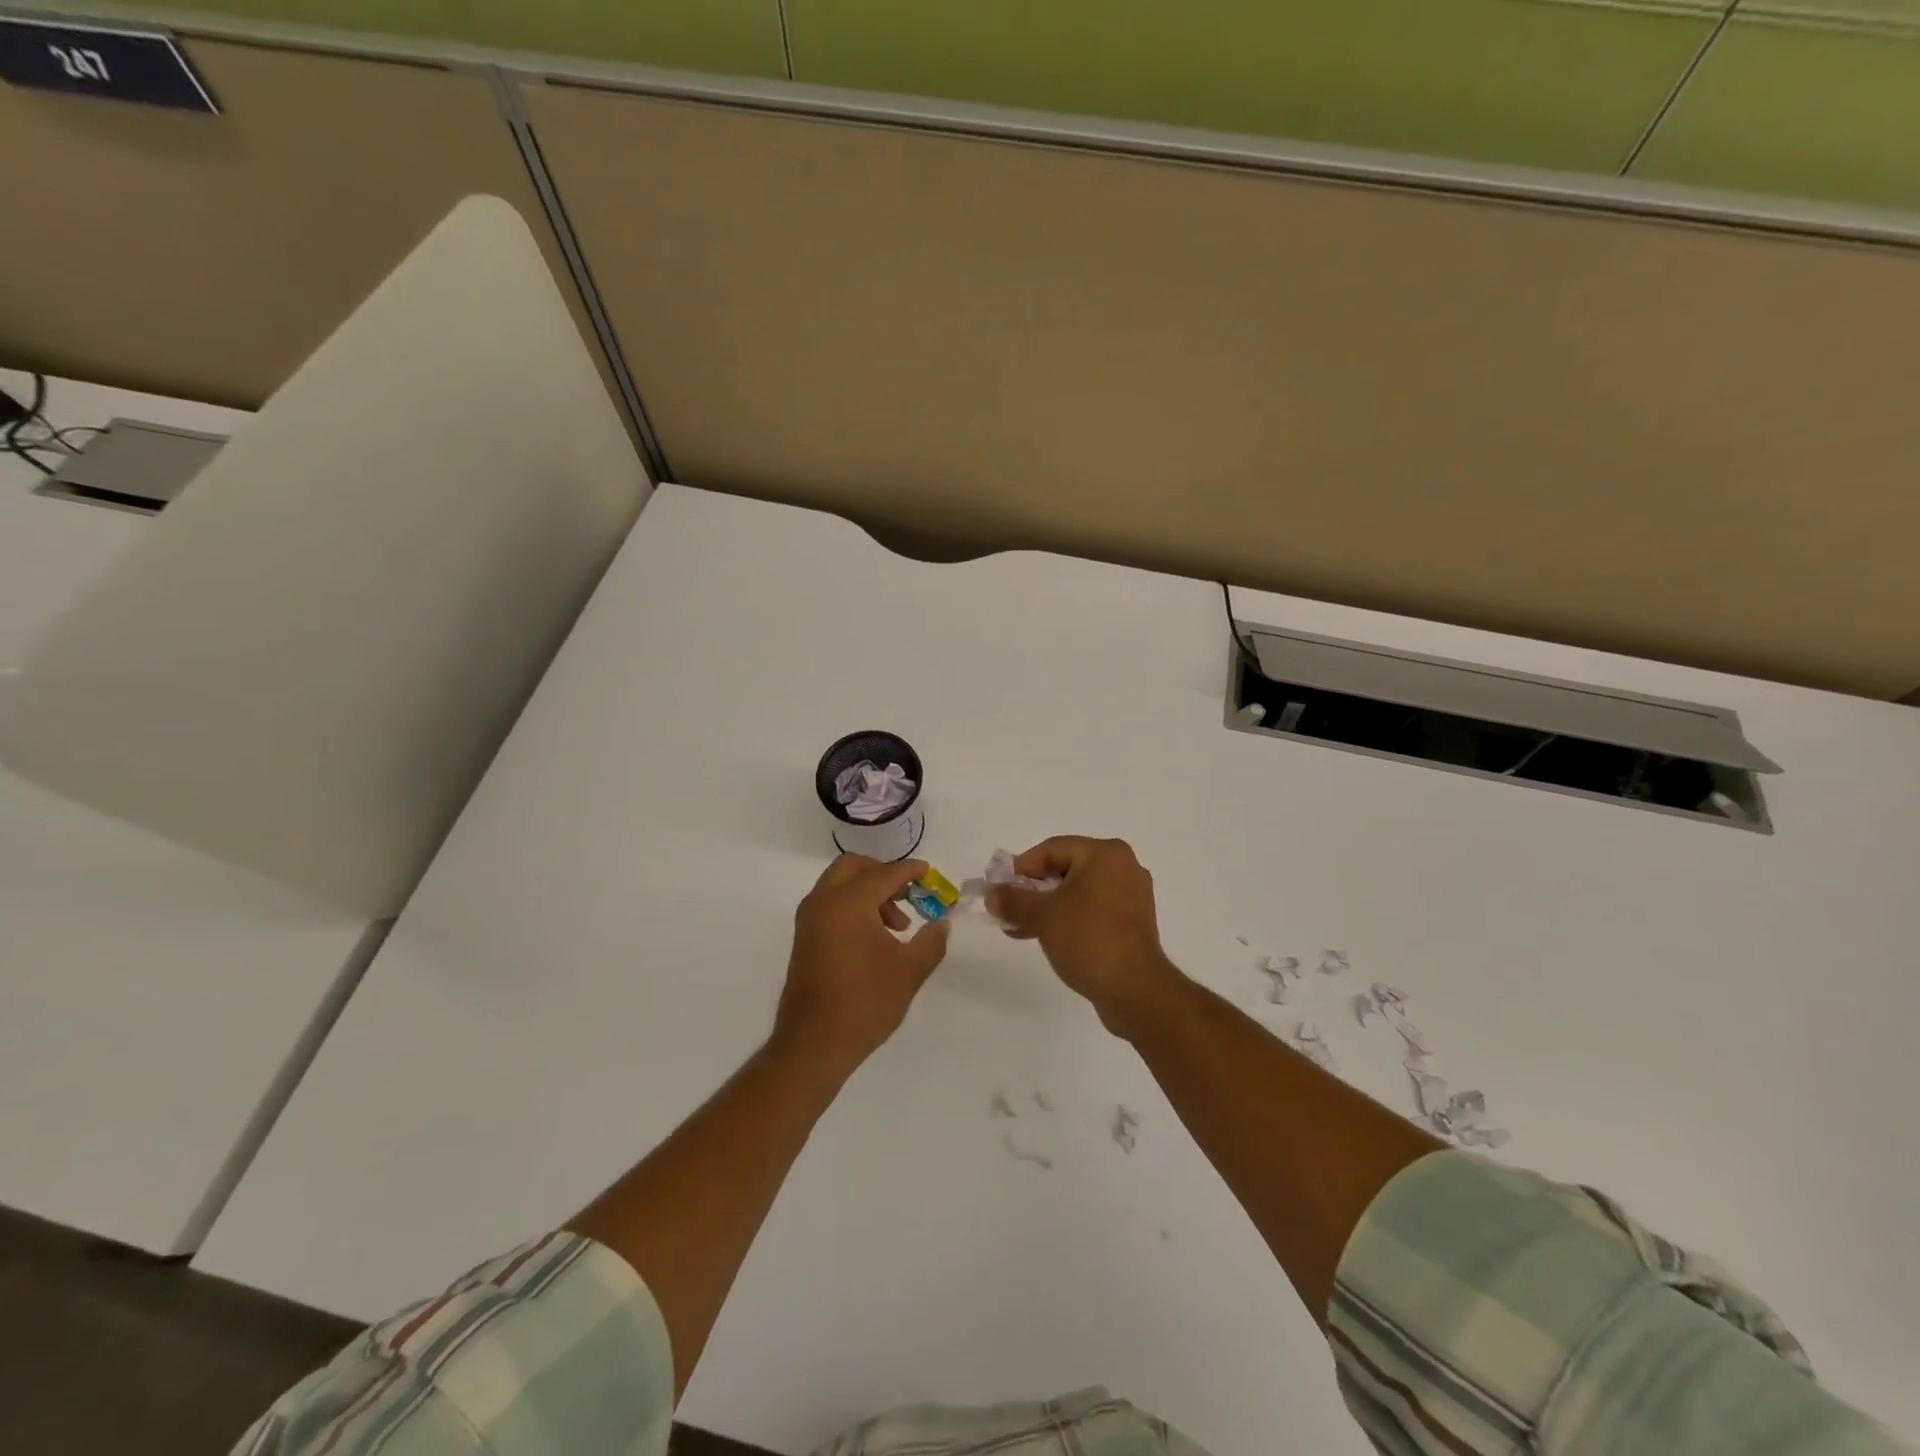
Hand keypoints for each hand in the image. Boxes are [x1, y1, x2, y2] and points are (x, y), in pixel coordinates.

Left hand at [775, 855, 950, 1072]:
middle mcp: (823, 902)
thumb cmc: (865, 1003)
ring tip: (897, 926)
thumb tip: (941, 923)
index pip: (884, 874)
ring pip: (839, 884)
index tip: (928, 872)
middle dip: (883, 874)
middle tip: (908, 894)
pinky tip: (875, 938)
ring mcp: (809, 920)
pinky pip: (830, 903)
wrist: (814, 1045)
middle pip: (853, 867)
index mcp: (848, 903)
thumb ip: (931, 941)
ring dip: (868, 892)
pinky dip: (852, 905)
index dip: (910, 871)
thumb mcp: (909, 971)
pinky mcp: (804, 938)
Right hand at [988, 837, 1181, 1036]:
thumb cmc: (1088, 938)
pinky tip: (1045, 937)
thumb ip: (1013, 900)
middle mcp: (1123, 867)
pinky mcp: (1132, 923)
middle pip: (1066, 869)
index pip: (1052, 849)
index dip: (1021, 867)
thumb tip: (992, 895)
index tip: (1000, 888)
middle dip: (1032, 890)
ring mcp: (1131, 896)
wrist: (1134, 989)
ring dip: (1046, 907)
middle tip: (1007, 908)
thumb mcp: (1042, 915)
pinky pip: (1092, 910)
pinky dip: (1068, 918)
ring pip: (1077, 892)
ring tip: (1019, 928)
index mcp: (1105, 854)